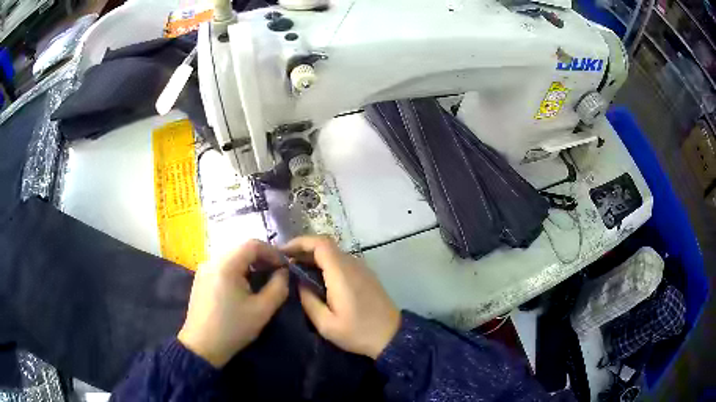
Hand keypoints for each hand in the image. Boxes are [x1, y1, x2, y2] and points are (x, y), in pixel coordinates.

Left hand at [178, 240, 288, 367]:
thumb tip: (283, 272)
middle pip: (241, 248)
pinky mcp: (200, 278)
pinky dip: (237, 269)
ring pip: (232, 256)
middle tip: (276, 273)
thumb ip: (278, 287)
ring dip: (250, 263)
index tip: (285, 267)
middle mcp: (212, 260)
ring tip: (262, 279)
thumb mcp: (262, 310)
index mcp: (226, 265)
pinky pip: (222, 265)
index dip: (272, 252)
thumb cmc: (233, 328)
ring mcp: (204, 269)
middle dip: (262, 257)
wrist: (202, 346)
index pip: (253, 244)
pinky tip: (243, 285)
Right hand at [283, 236, 400, 358]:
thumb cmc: (358, 332)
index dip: (299, 242)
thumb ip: (309, 301)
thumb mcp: (326, 324)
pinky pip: (342, 262)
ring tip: (296, 270)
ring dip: (313, 257)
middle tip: (285, 262)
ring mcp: (361, 268)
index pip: (320, 243)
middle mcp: (352, 265)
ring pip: (333, 253)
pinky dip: (325, 264)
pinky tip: (315, 278)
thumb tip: (299, 283)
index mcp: (341, 273)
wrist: (392, 336)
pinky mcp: (365, 275)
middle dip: (303, 249)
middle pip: (326, 245)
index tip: (283, 252)